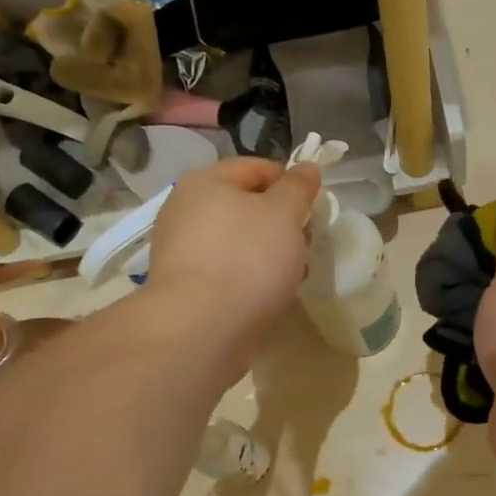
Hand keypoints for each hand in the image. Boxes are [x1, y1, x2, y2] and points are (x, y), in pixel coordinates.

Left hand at [146, 159, 320, 371]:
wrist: (200, 328)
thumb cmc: (247, 259)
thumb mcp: (284, 213)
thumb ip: (298, 187)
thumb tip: (306, 168)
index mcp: (206, 181)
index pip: (258, 168)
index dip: (292, 184)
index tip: (314, 211)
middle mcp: (186, 208)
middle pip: (247, 205)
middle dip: (282, 223)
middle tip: (305, 246)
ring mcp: (182, 248)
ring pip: (239, 240)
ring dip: (269, 252)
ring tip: (290, 276)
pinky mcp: (185, 284)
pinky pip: (227, 269)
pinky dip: (249, 276)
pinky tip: (266, 295)